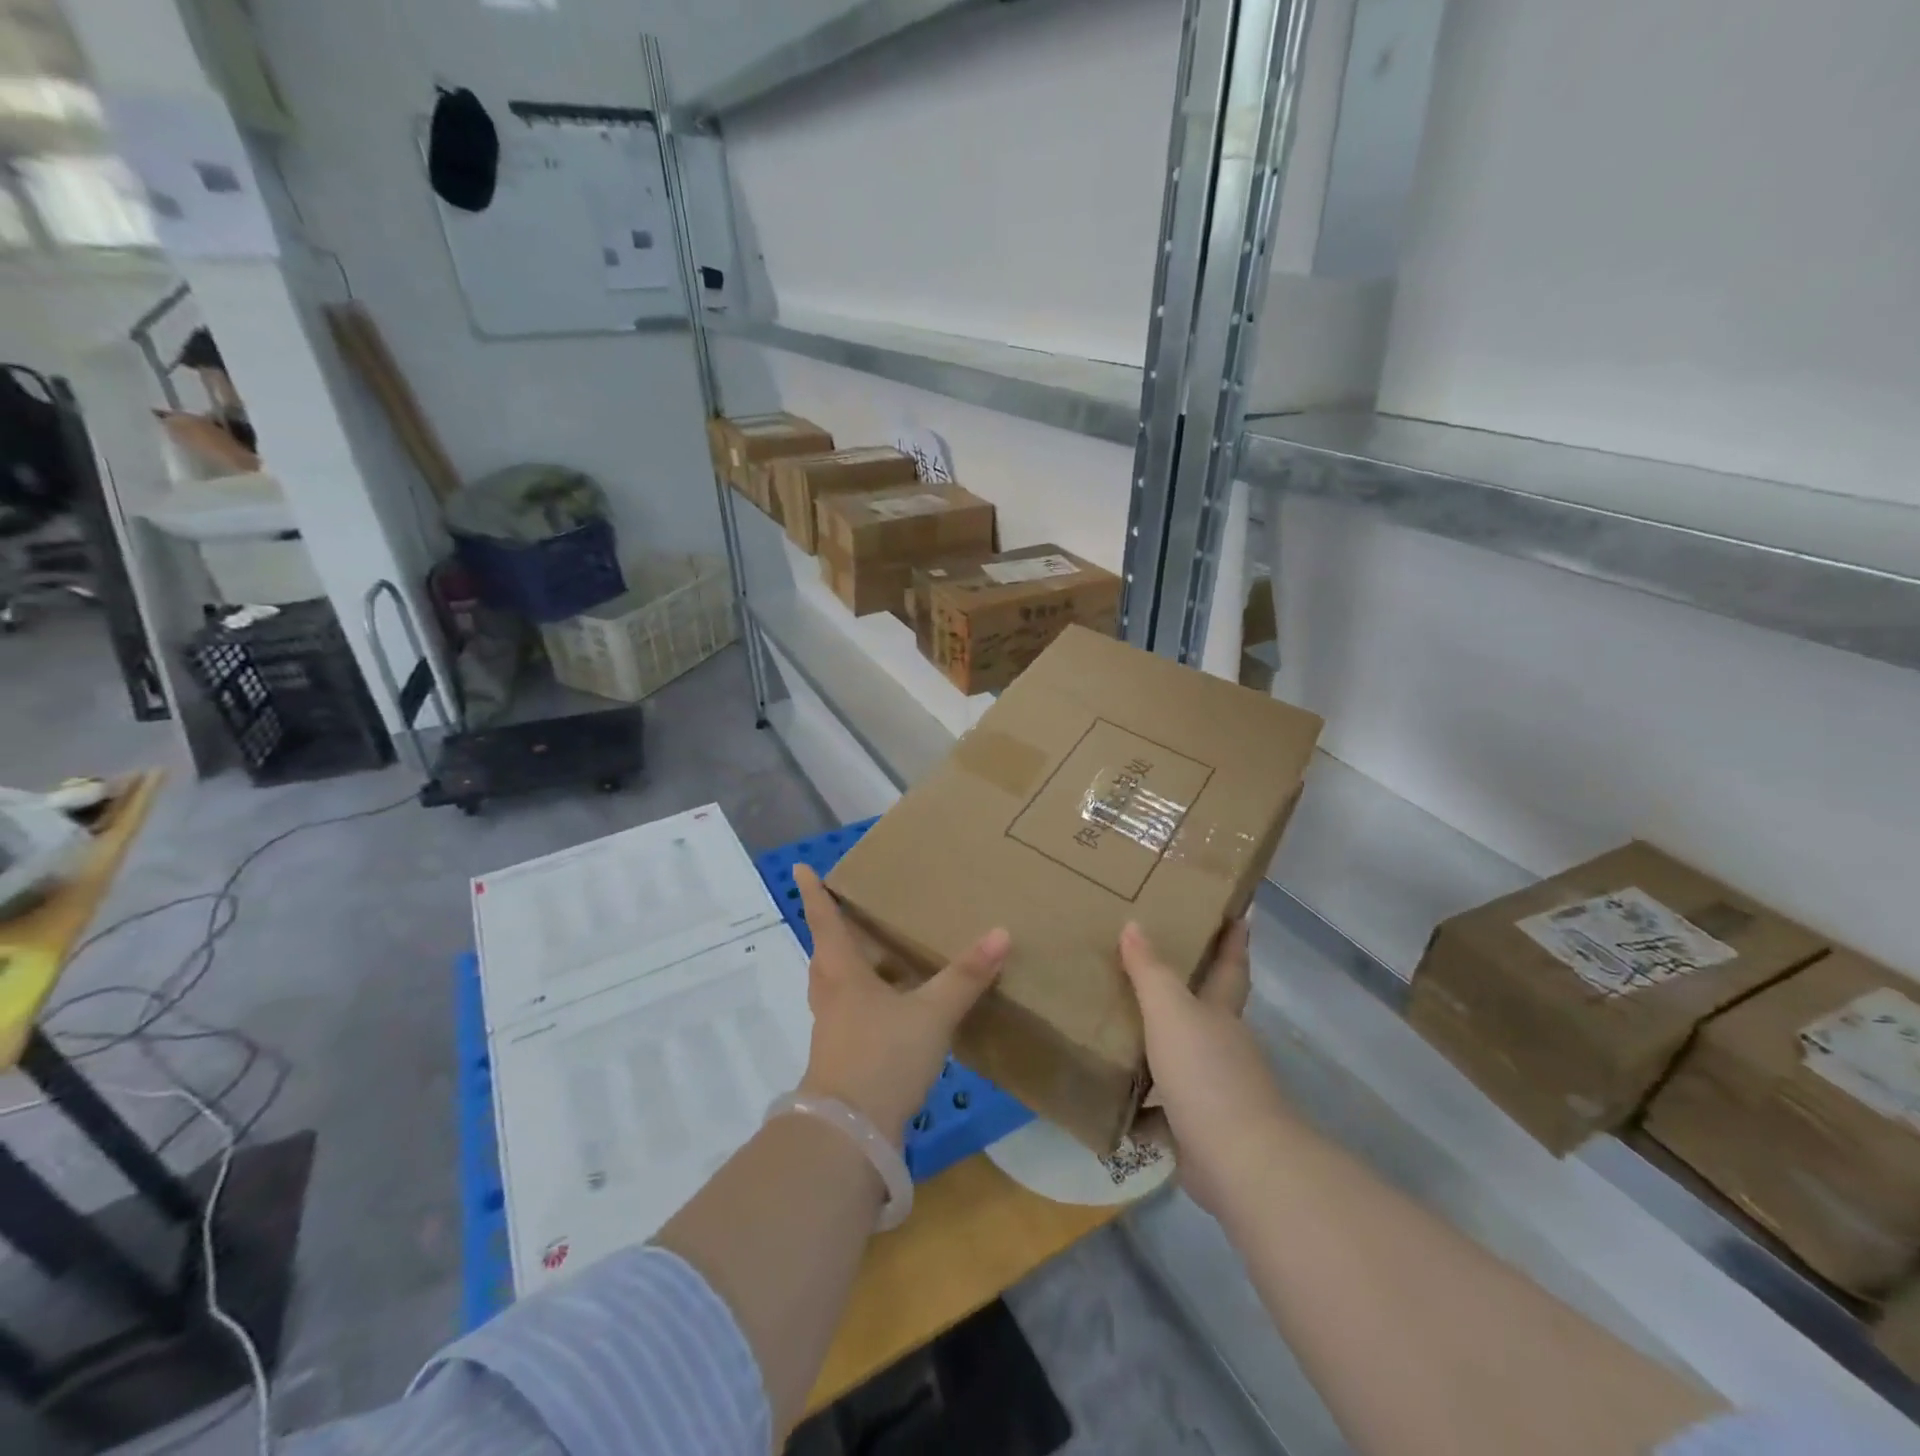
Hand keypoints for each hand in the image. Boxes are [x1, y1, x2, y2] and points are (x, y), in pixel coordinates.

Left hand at [792, 865, 1009, 1143]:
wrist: (850, 1133)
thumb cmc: (883, 1057)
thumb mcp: (931, 1013)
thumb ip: (965, 976)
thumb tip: (1001, 932)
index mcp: (842, 973)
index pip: (824, 922)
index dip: (814, 894)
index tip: (800, 869)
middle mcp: (832, 996)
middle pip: (825, 954)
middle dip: (832, 931)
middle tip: (849, 912)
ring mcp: (834, 1029)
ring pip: (836, 986)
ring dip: (849, 967)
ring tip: (877, 956)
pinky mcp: (843, 1057)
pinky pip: (850, 1013)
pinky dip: (866, 1000)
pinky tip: (893, 1009)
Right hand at [1122, 919, 1289, 1217]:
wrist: (1238, 1162)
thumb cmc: (1206, 1073)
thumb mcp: (1170, 1012)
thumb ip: (1149, 970)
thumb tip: (1134, 923)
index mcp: (1221, 1014)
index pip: (1230, 967)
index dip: (1234, 940)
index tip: (1238, 913)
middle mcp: (1222, 1047)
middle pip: (1205, 1011)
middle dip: (1185, 992)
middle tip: (1148, 965)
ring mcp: (1214, 1091)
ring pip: (1180, 1059)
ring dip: (1156, 1049)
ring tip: (1116, 1028)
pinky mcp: (1198, 1131)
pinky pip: (1162, 1110)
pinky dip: (1141, 1106)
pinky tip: (1112, 1099)